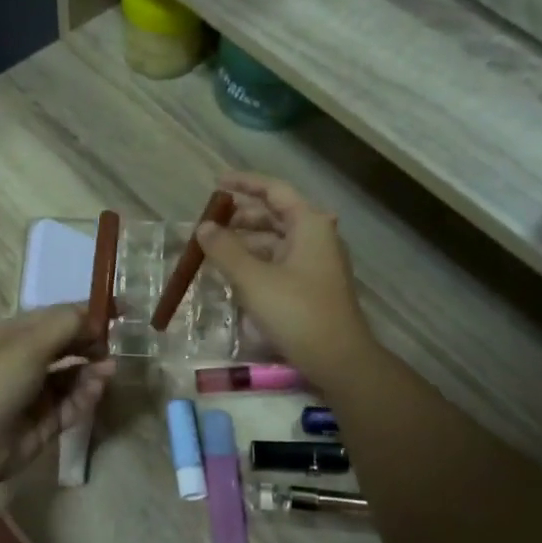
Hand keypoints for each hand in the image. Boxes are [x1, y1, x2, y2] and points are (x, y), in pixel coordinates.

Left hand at [0, 307, 114, 486]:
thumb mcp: (30, 343)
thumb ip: (67, 325)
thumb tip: (96, 319)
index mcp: (18, 334)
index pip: (59, 317)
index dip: (89, 313)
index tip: (122, 312)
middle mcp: (28, 359)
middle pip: (69, 345)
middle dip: (93, 342)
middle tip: (115, 345)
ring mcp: (37, 392)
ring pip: (74, 375)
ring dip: (93, 369)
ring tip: (110, 368)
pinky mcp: (47, 421)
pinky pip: (73, 403)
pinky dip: (87, 395)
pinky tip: (98, 387)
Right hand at [194, 173, 378, 390]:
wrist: (338, 359)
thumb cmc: (297, 311)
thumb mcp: (253, 278)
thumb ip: (225, 249)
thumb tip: (203, 227)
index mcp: (309, 224)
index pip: (274, 191)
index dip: (244, 184)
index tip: (216, 184)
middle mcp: (316, 236)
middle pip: (274, 215)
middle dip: (240, 217)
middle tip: (209, 224)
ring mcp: (316, 263)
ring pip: (275, 241)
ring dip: (245, 243)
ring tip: (213, 250)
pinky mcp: (312, 286)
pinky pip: (279, 263)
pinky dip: (255, 262)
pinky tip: (233, 274)